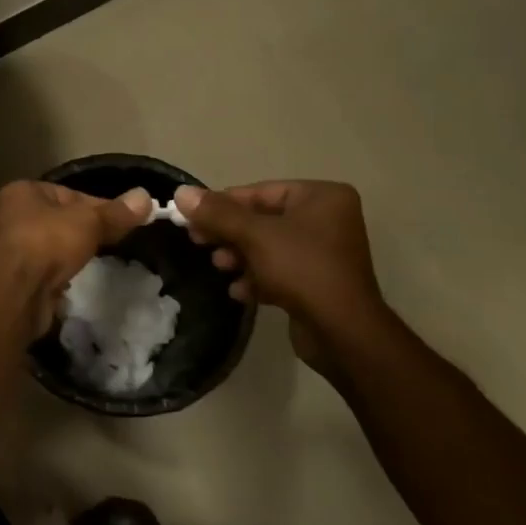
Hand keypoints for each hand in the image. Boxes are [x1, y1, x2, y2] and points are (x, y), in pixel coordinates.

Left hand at [0, 181, 153, 337]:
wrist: (16, 294)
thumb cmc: (48, 243)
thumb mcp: (89, 222)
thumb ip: (116, 212)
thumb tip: (146, 197)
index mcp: (24, 192)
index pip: (70, 193)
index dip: (99, 205)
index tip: (124, 220)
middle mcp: (13, 216)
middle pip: (62, 219)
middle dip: (87, 230)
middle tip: (117, 240)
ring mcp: (13, 248)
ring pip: (54, 244)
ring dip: (74, 252)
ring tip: (99, 260)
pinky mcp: (17, 277)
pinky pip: (47, 268)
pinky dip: (62, 272)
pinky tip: (78, 278)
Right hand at [173, 181, 390, 371]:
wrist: (343, 332)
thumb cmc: (302, 269)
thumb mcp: (254, 236)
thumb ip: (217, 213)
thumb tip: (181, 193)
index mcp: (321, 197)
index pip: (260, 192)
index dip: (222, 204)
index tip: (192, 218)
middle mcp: (327, 219)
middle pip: (263, 219)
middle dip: (230, 233)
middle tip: (199, 242)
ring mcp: (325, 252)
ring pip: (268, 246)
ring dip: (239, 256)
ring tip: (220, 267)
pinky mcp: (319, 282)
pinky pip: (280, 270)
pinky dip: (257, 277)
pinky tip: (239, 291)